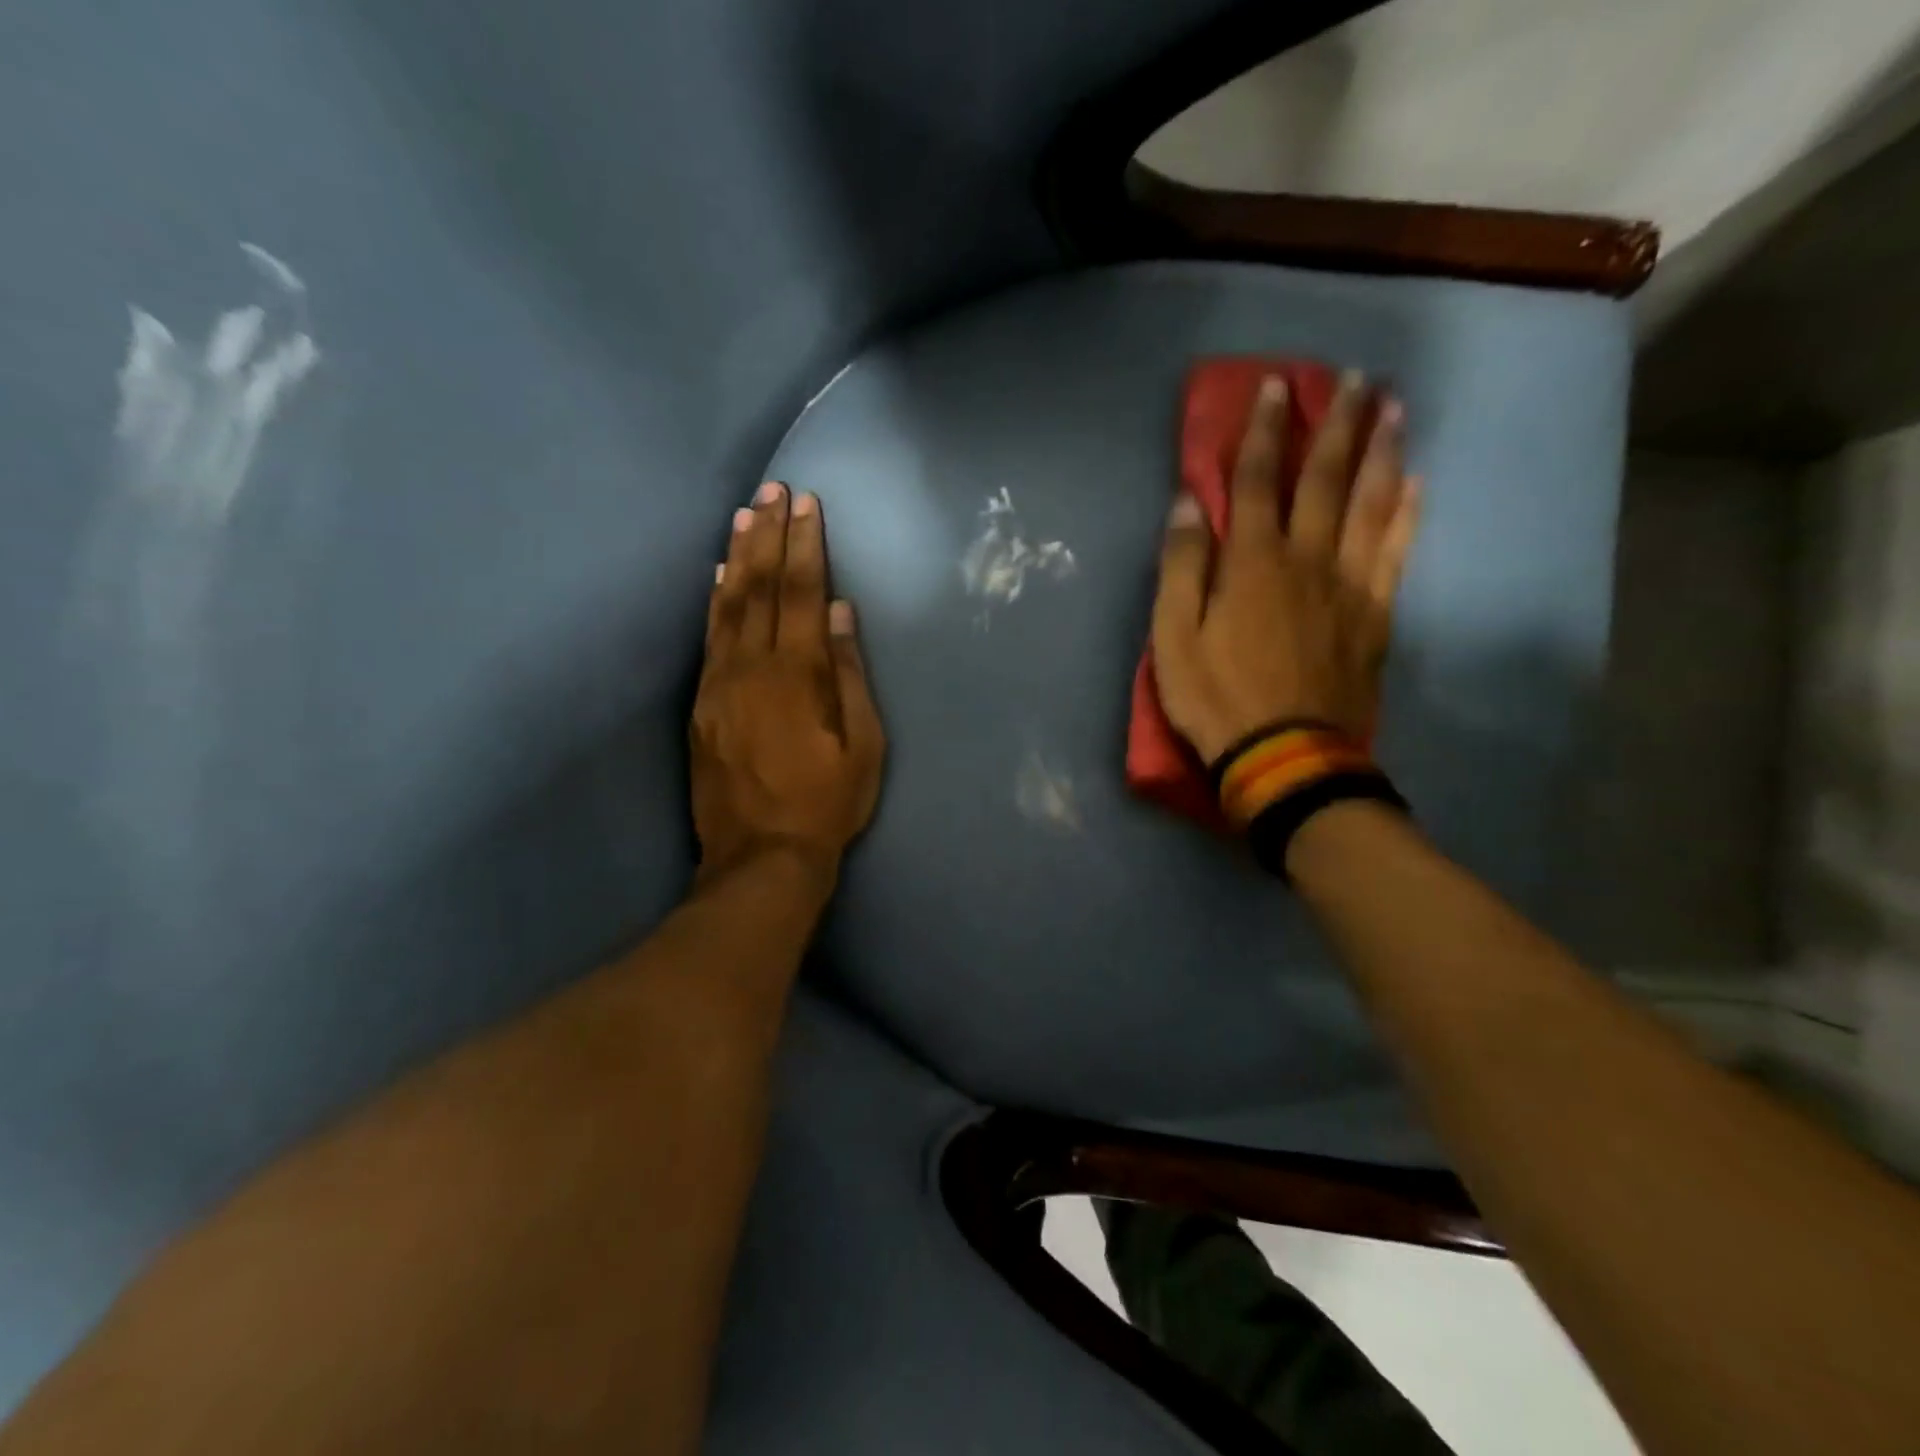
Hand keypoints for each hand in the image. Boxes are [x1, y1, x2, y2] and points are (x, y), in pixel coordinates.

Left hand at [692, 482, 884, 879]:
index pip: (801, 593)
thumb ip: (848, 674)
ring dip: (737, 557)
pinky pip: (707, 639)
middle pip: (759, 588)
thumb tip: (839, 612)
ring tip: (745, 515)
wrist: (761, 856)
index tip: (808, 504)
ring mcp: (719, 684)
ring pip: (726, 607)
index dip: (805, 545)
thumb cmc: (827, 803)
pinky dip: (714, 601)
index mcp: (796, 675)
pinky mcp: (700, 705)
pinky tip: (717, 578)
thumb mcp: (862, 745)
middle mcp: (751, 668)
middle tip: (774, 490)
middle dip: (770, 536)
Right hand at [1151, 372, 1420, 763]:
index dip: (1263, 431)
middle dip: (1336, 423)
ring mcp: (1349, 585)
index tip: (1274, 386)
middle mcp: (1306, 558)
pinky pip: (1397, 552)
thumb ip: (1180, 568)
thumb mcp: (1173, 638)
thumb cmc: (1217, 697)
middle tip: (1355, 377)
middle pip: (1325, 479)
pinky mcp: (1375, 614)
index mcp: (1252, 562)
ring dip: (1381, 451)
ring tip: (1394, 407)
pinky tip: (1416, 483)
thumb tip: (1185, 505)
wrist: (1286, 755)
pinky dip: (1407, 513)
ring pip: (1370, 504)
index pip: (1256, 480)